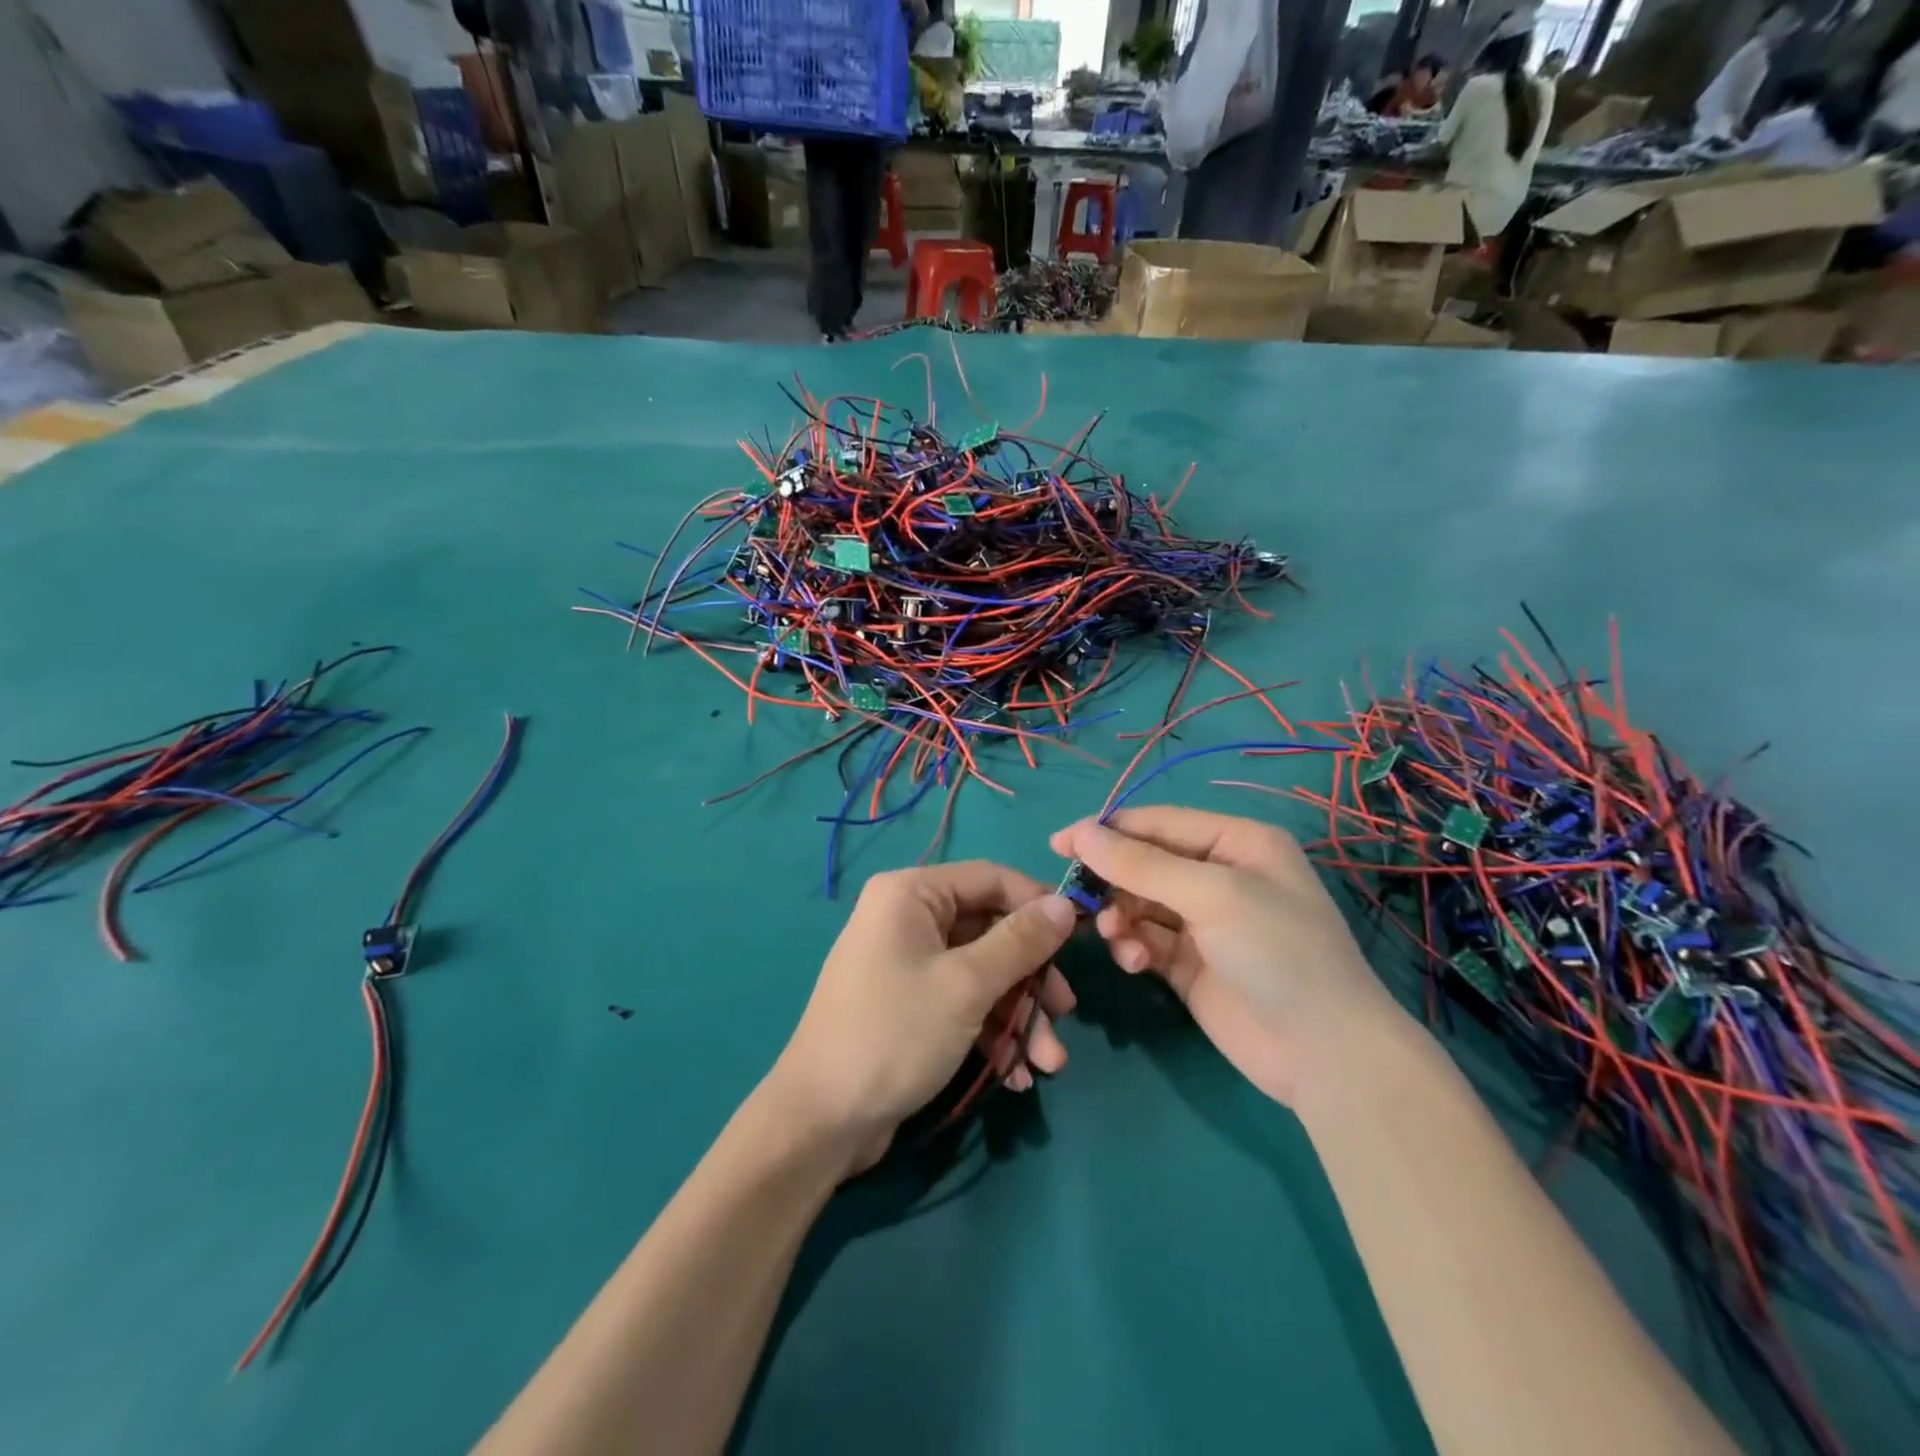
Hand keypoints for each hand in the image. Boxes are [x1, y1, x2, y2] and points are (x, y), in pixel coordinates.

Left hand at [770, 862, 1077, 1174]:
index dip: (1038, 904)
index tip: (1081, 938)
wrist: (821, 1121)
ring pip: (982, 973)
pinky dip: (991, 1032)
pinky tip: (1015, 1074)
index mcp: (911, 894)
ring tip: (1048, 1063)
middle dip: (1031, 978)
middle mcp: (908, 919)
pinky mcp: (910, 1005)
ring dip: (1019, 1015)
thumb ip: (1020, 942)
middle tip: (1065, 1012)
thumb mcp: (967, 985)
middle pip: (990, 931)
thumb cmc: (895, 1034)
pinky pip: (963, 1002)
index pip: (991, 879)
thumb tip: (1065, 904)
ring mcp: (907, 964)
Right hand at [1050, 807, 1403, 1106]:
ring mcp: (1203, 922)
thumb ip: (1141, 864)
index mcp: (1236, 842)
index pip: (1158, 822)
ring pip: (1138, 903)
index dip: (1107, 830)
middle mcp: (1219, 875)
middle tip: (1077, 899)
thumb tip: (1078, 832)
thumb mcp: (1211, 895)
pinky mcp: (1189, 964)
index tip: (1058, 844)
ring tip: (1116, 936)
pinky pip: (1145, 940)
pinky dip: (1132, 946)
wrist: (1324, 1054)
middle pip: (1144, 862)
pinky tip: (1134, 962)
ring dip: (1120, 916)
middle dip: (1112, 879)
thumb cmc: (1277, 951)